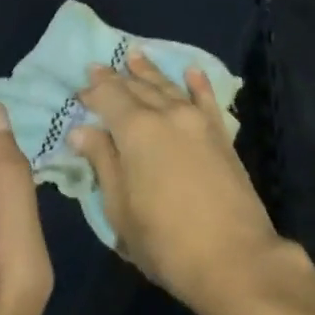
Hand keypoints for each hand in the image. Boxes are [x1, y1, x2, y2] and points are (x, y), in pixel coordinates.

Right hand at [68, 51, 285, 314]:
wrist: (234, 258)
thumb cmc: (166, 242)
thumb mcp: (121, 209)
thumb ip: (103, 163)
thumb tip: (82, 130)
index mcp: (136, 130)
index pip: (109, 98)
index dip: (93, 91)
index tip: (80, 89)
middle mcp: (167, 114)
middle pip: (137, 88)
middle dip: (117, 77)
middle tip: (100, 66)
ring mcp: (197, 121)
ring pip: (168, 87)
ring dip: (150, 72)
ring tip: (135, 56)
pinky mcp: (220, 134)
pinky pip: (206, 98)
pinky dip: (197, 83)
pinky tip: (191, 71)